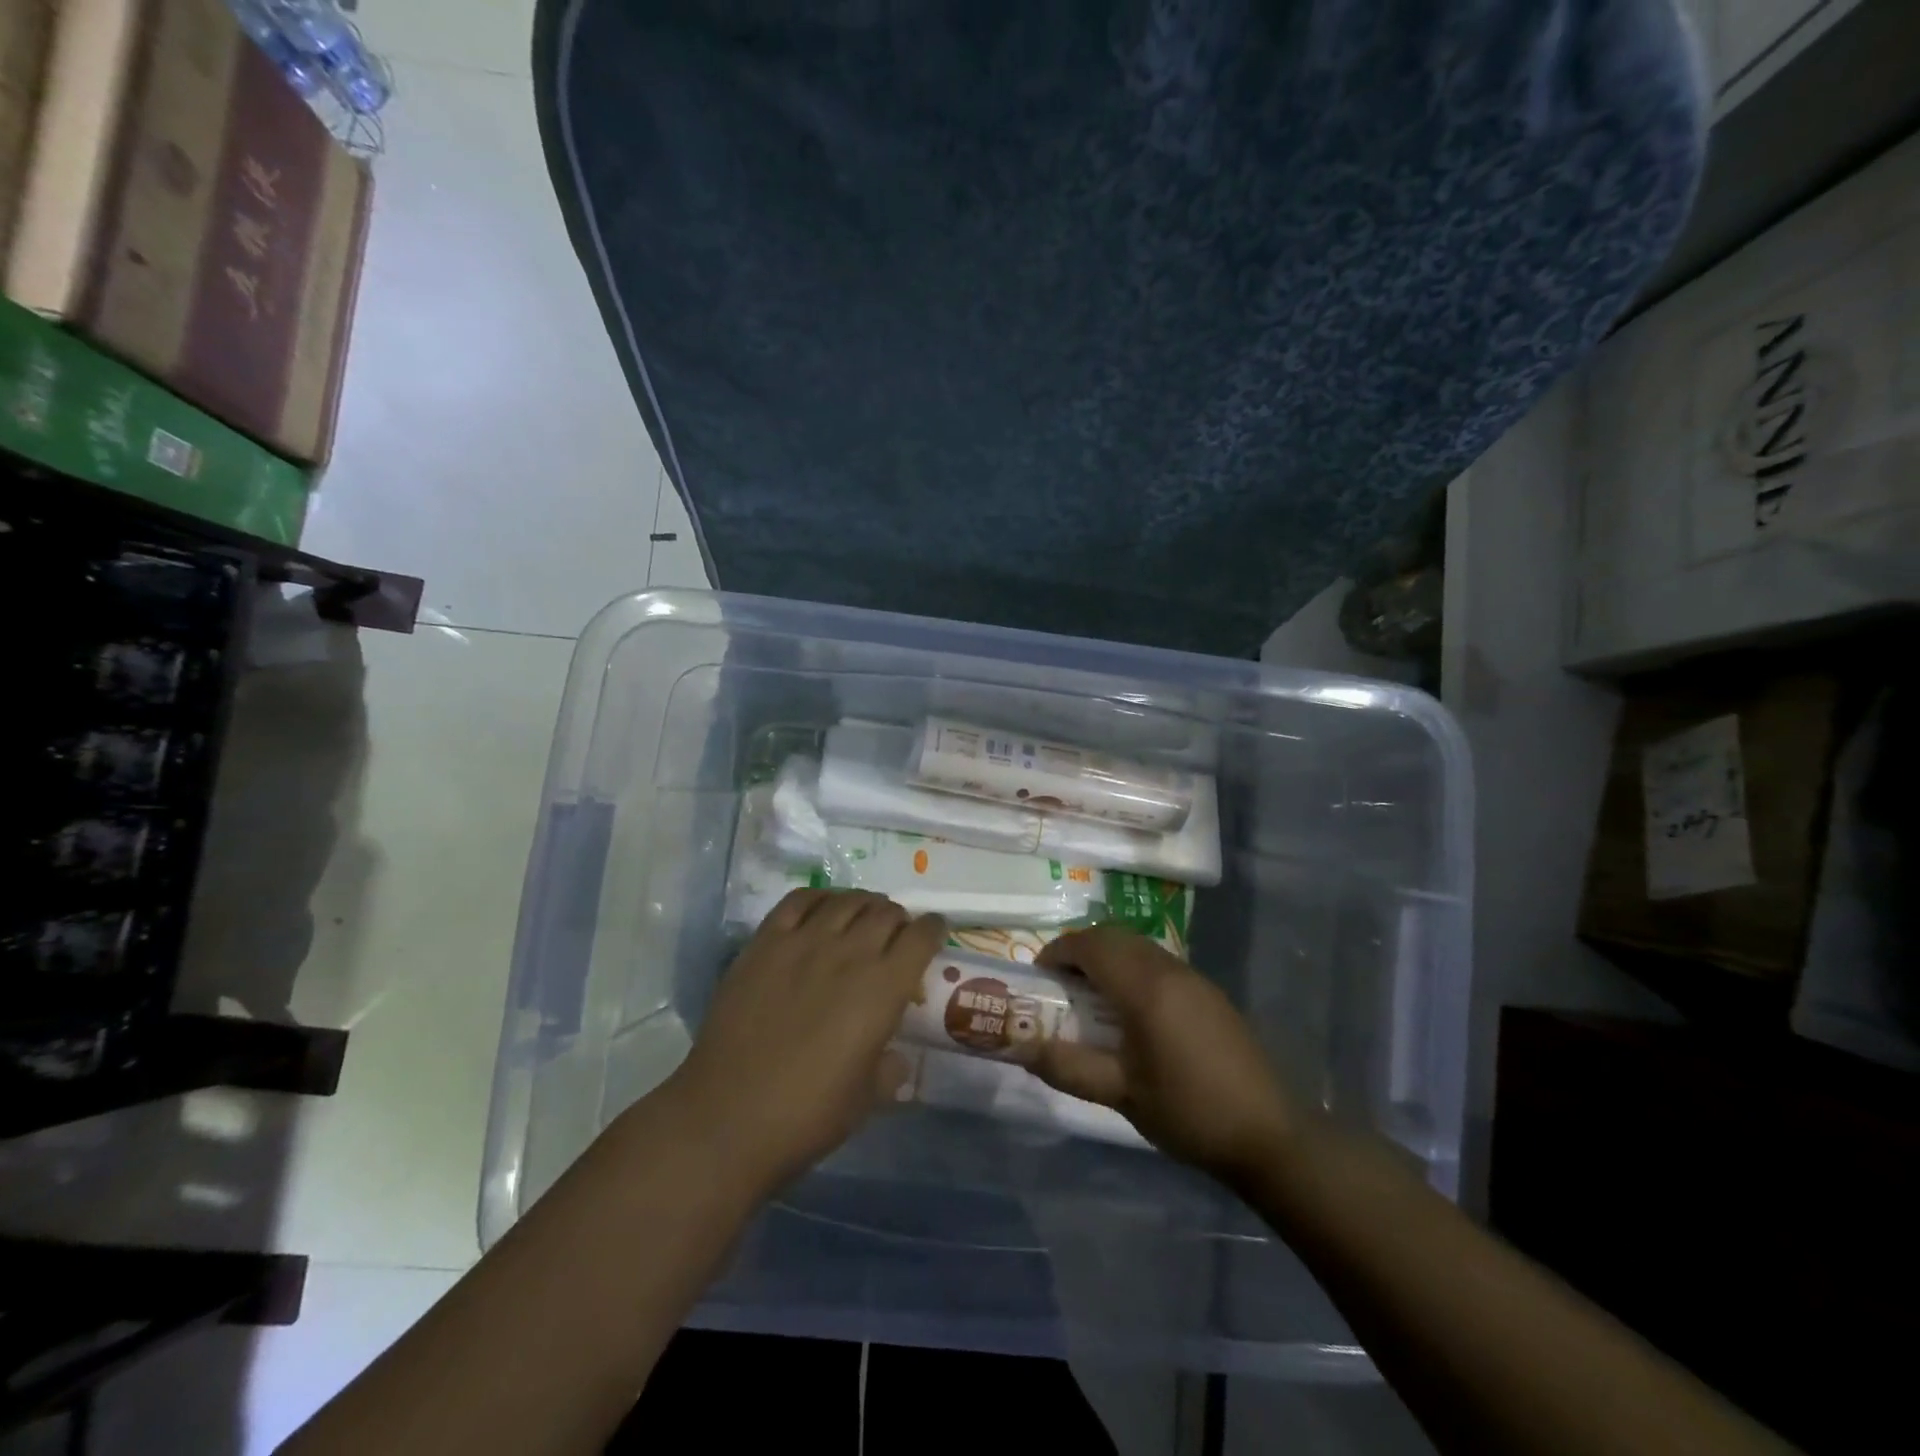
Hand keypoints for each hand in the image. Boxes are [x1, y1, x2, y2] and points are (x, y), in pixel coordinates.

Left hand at [663, 889, 945, 1198]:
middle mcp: (849, 953)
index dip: (934, 930)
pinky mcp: (764, 942)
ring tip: (862, 916)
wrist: (727, 1117)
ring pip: (846, 900)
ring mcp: (803, 942)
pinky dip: (819, 898)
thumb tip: (895, 1059)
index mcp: (883, 988)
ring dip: (864, 904)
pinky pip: (798, 901)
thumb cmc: (807, 1115)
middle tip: (895, 934)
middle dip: (899, 919)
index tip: (934, 933)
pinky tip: (822, 911)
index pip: (922, 936)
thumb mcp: (867, 1098)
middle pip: (886, 912)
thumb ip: (890, 1069)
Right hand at [1030, 928, 1295, 1185]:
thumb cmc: (1188, 1112)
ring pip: (1138, 946)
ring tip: (1090, 997)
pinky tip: (1131, 1011)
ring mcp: (1194, 978)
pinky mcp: (1209, 993)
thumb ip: (1067, 1066)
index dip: (1059, 952)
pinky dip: (1132, 968)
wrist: (1270, 1135)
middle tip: (1060, 985)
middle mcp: (1169, 969)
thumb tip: (1020, 1049)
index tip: (1039, 977)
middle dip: (1080, 950)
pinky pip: (1158, 962)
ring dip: (1108, 957)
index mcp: (1145, 987)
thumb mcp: (1121, 1094)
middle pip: (1114, 936)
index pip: (1091, 945)